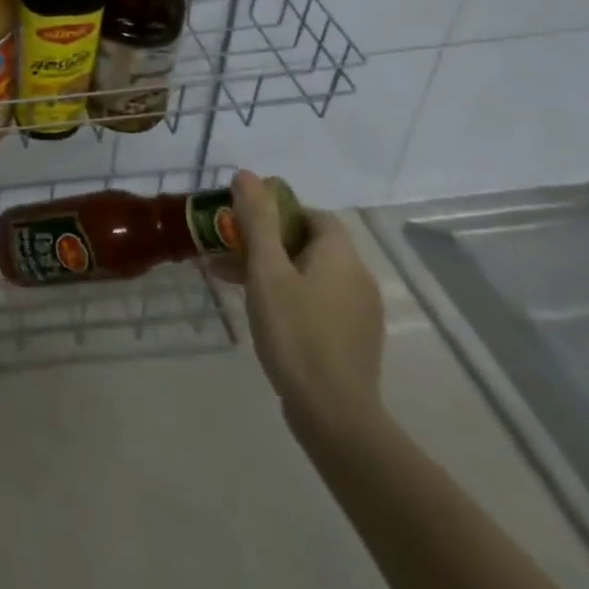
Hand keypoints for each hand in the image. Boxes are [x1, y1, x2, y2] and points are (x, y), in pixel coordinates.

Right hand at [205, 170, 384, 443]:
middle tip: (229, 252)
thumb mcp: (267, 270)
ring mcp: (360, 313)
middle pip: (310, 244)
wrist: (333, 413)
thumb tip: (247, 175)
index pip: (314, 215)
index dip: (279, 212)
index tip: (244, 224)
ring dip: (273, 269)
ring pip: (311, 274)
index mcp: (341, 256)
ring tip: (232, 282)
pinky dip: (289, 295)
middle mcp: (358, 278)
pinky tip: (261, 313)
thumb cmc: (296, 331)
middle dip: (267, 242)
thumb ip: (257, 220)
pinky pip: (318, 301)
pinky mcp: (353, 340)